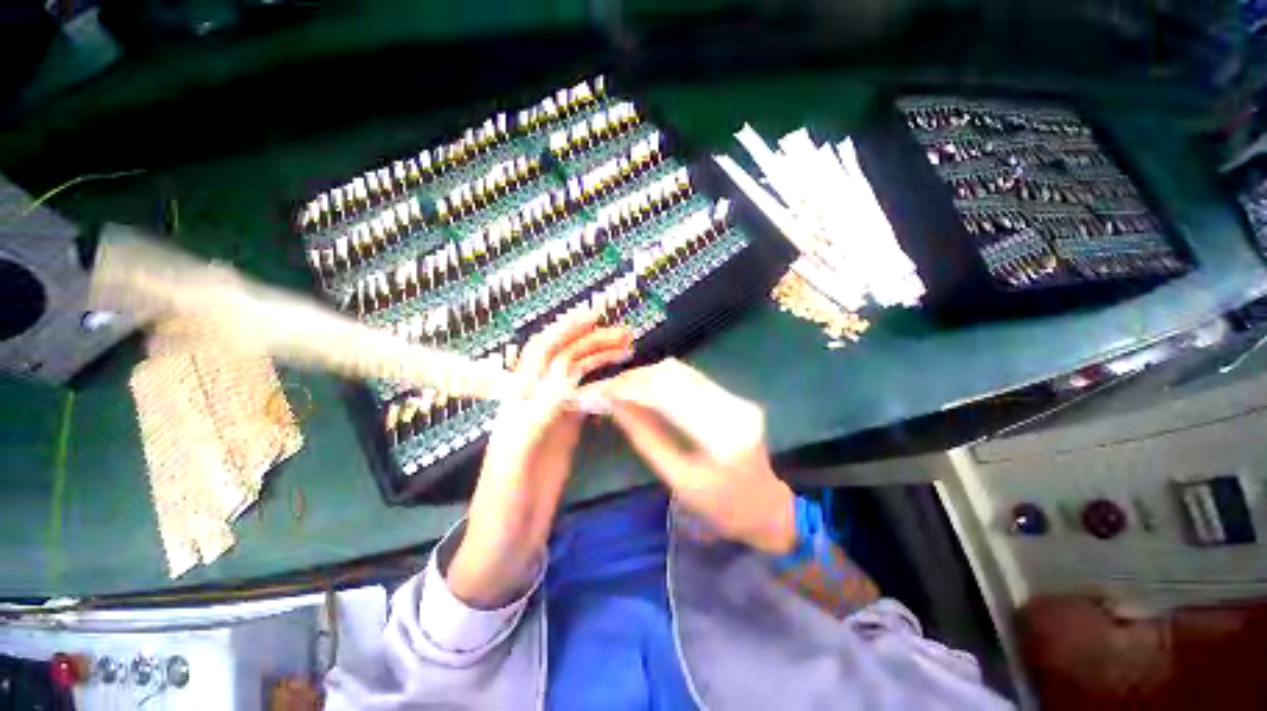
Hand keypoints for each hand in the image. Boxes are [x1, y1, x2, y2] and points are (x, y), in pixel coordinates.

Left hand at [447, 311, 631, 607]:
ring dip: (600, 358)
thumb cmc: (502, 502)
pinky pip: (586, 396)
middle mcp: (536, 399)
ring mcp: (553, 414)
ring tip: (627, 349)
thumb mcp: (514, 459)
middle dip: (592, 341)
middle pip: (565, 359)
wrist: (507, 539)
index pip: (541, 353)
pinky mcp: (566, 430)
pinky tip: (617, 377)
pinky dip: (602, 381)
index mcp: (518, 401)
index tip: (594, 316)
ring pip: (578, 374)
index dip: (565, 330)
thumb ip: (537, 417)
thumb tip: (565, 377)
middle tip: (626, 335)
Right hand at [584, 358, 795, 554]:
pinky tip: (646, 389)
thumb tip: (617, 407)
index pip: (669, 395)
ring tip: (622, 387)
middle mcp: (733, 407)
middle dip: (637, 378)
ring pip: (683, 372)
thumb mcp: (678, 480)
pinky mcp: (734, 396)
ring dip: (649, 376)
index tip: (605, 391)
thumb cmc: (721, 507)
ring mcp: (737, 398)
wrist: (765, 507)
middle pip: (676, 376)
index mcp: (722, 437)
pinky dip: (664, 381)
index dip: (633, 388)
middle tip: (609, 388)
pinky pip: (692, 379)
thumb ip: (647, 440)